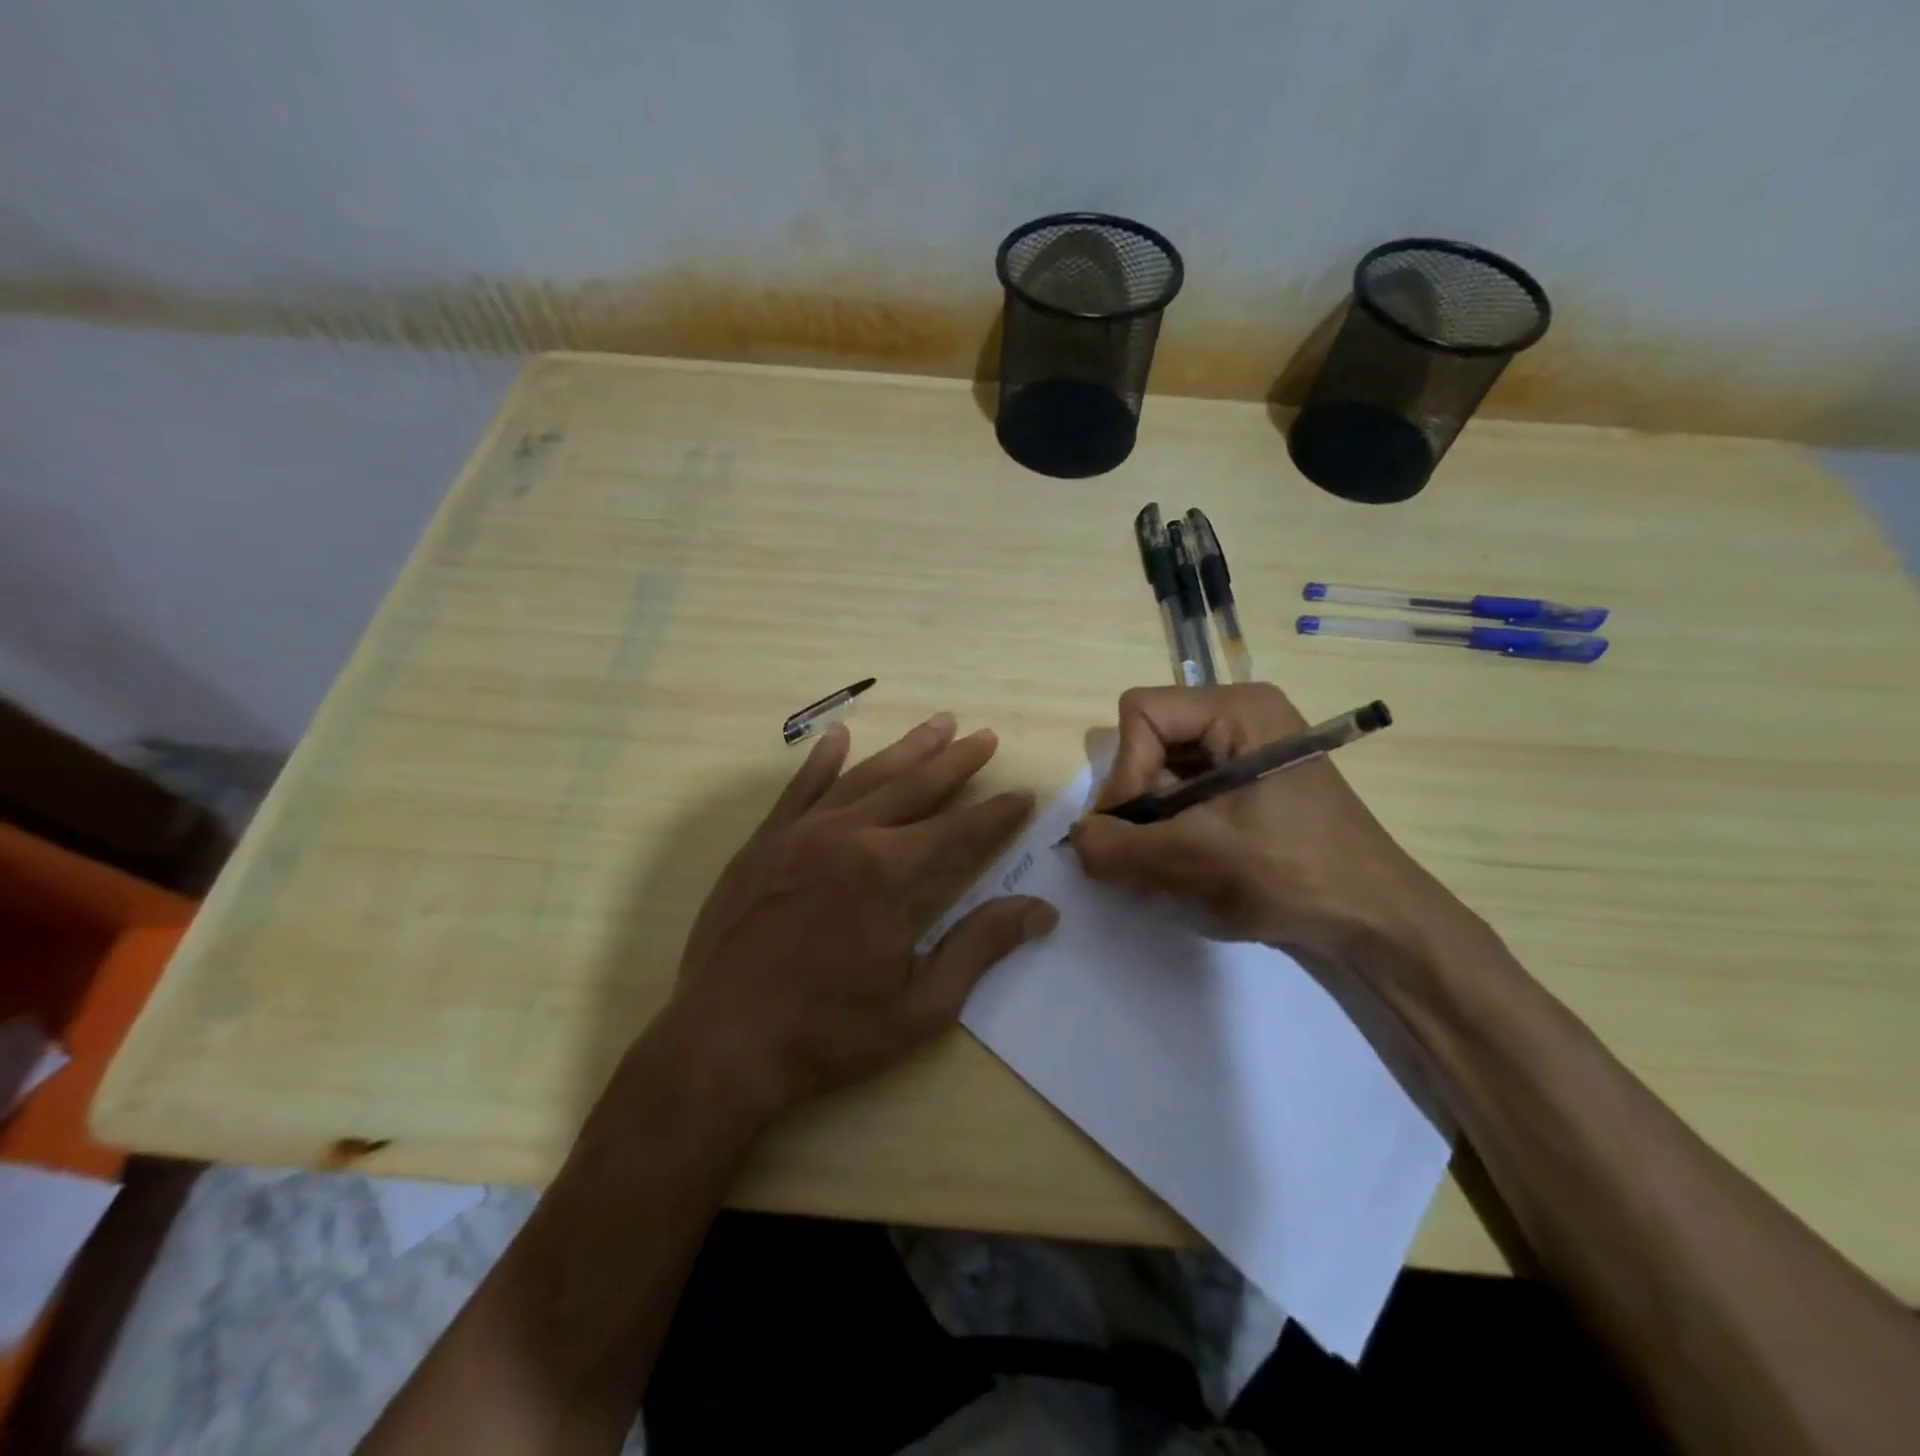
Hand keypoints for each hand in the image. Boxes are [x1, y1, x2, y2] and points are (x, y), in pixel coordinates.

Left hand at [659, 713, 1057, 1118]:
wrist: (724, 1040)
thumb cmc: (830, 1030)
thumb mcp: (921, 1004)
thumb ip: (980, 946)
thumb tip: (1040, 909)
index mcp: (890, 873)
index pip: (959, 831)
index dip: (996, 813)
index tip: (1022, 793)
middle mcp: (849, 836)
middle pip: (916, 787)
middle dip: (956, 762)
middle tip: (986, 736)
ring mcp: (802, 833)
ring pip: (866, 777)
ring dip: (906, 749)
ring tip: (938, 724)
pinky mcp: (765, 842)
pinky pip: (800, 788)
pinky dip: (823, 760)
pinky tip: (840, 736)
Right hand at [1068, 684, 1471, 962]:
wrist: (1376, 924)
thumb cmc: (1293, 874)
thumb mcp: (1194, 859)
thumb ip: (1118, 847)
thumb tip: (1075, 840)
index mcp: (1238, 709)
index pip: (1141, 715)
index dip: (1125, 773)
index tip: (1135, 831)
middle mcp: (1239, 718)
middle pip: (1148, 743)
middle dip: (1138, 804)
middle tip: (1148, 854)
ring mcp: (1245, 754)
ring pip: (1161, 774)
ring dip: (1153, 824)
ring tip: (1171, 868)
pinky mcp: (1246, 789)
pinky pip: (1184, 796)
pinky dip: (1172, 832)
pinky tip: (1189, 868)